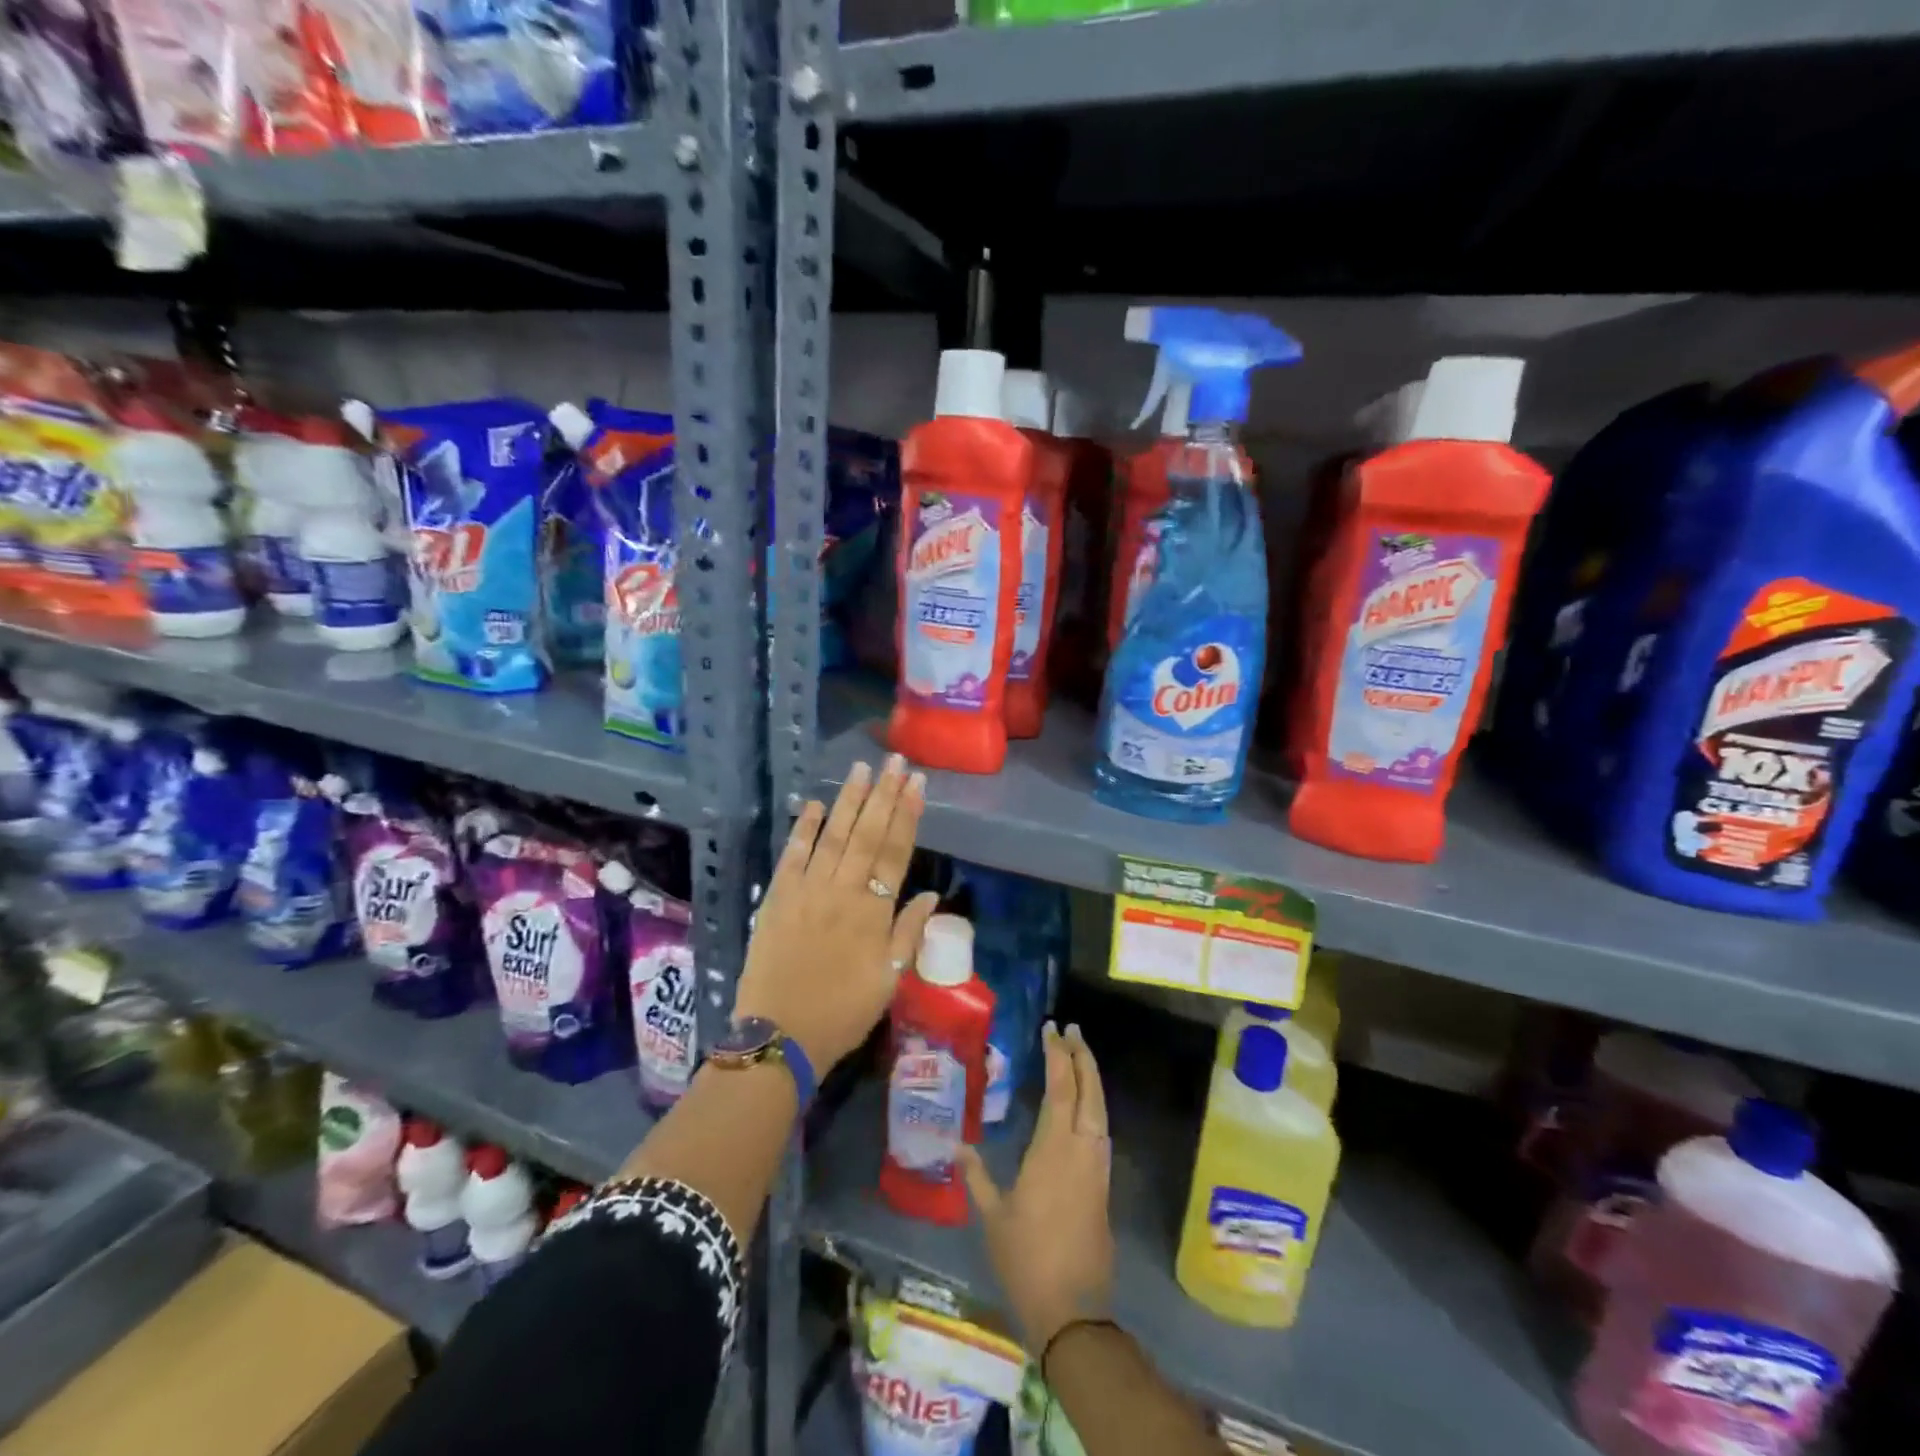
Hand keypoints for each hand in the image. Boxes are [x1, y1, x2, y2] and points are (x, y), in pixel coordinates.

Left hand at [732, 756, 940, 1071]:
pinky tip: (815, 804)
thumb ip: (908, 933)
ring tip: (861, 768)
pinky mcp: (777, 897)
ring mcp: (807, 891)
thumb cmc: (843, 1012)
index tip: (916, 783)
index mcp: (873, 912)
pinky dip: (805, 828)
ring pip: (833, 836)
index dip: (907, 815)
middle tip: (894, 761)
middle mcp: (842, 891)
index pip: (895, 852)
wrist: (780, 1035)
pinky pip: (793, 855)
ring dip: (848, 800)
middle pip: (867, 834)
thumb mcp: (889, 980)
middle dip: (883, 794)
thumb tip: (929, 895)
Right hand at [960, 1023, 1115, 1351]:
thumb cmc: (1026, 1259)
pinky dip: (1095, 1105)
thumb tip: (959, 1145)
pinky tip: (1086, 1106)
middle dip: (1082, 1057)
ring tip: (1079, 1057)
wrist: (1073, 1310)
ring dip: (1092, 1078)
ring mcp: (1097, 1167)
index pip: (1060, 1089)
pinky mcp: (1103, 1185)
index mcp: (1053, 1149)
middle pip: (1089, 1091)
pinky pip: (1102, 1130)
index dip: (1058, 1056)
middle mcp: (1081, 1149)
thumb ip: (977, 1176)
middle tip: (1072, 1030)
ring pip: (1101, 1109)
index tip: (1052, 1029)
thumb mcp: (993, 1216)